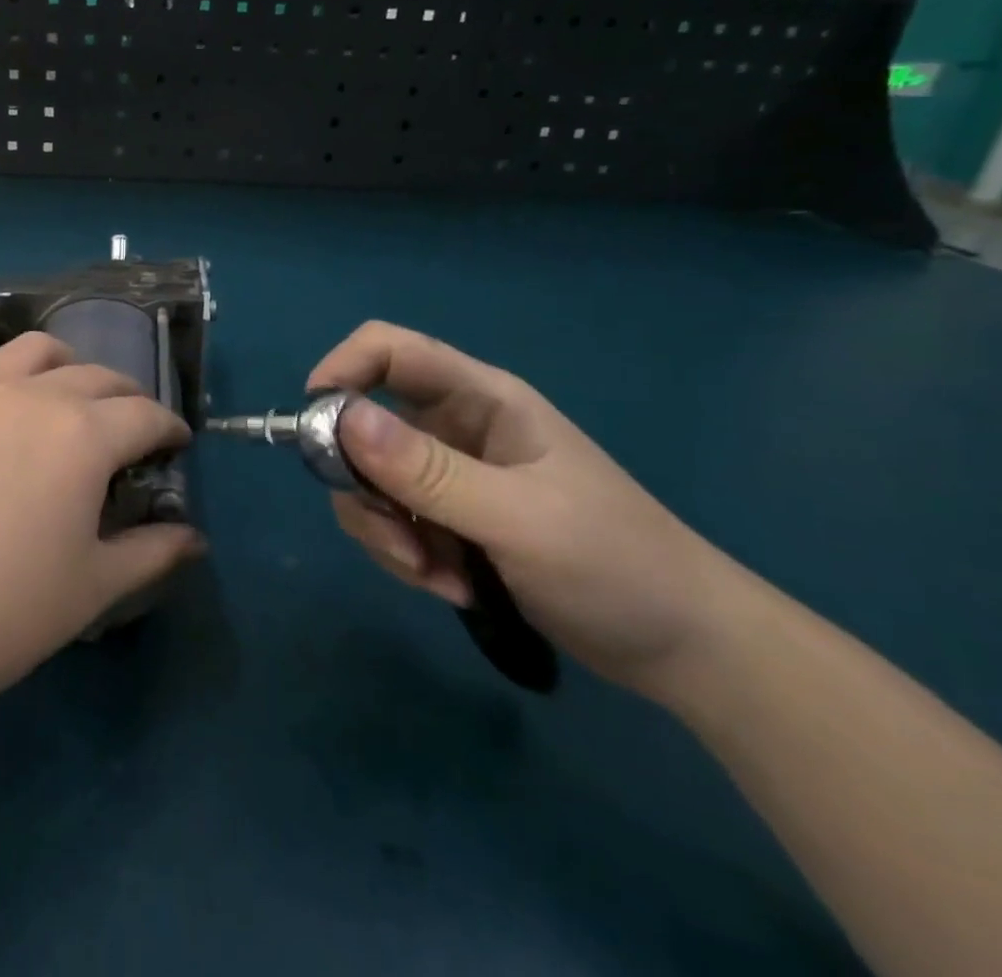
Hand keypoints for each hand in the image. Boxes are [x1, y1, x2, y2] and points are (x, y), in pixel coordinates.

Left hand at [0, 332, 202, 727]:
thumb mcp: (87, 592)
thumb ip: (150, 554)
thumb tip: (193, 538)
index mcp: (81, 435)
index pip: (144, 415)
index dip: (169, 428)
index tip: (176, 445)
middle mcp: (31, 393)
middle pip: (96, 375)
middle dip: (126, 398)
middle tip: (128, 430)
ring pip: (34, 350)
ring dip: (65, 367)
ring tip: (65, 399)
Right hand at [310, 321, 739, 699]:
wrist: (688, 651)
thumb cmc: (616, 565)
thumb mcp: (517, 518)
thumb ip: (426, 471)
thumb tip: (339, 417)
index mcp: (479, 399)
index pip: (388, 350)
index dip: (342, 370)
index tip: (313, 428)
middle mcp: (454, 427)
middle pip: (363, 425)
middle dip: (364, 486)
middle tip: (397, 540)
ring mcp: (449, 475)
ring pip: (370, 481)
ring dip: (387, 532)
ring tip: (436, 577)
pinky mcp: (448, 518)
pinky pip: (392, 521)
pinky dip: (407, 556)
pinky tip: (452, 588)